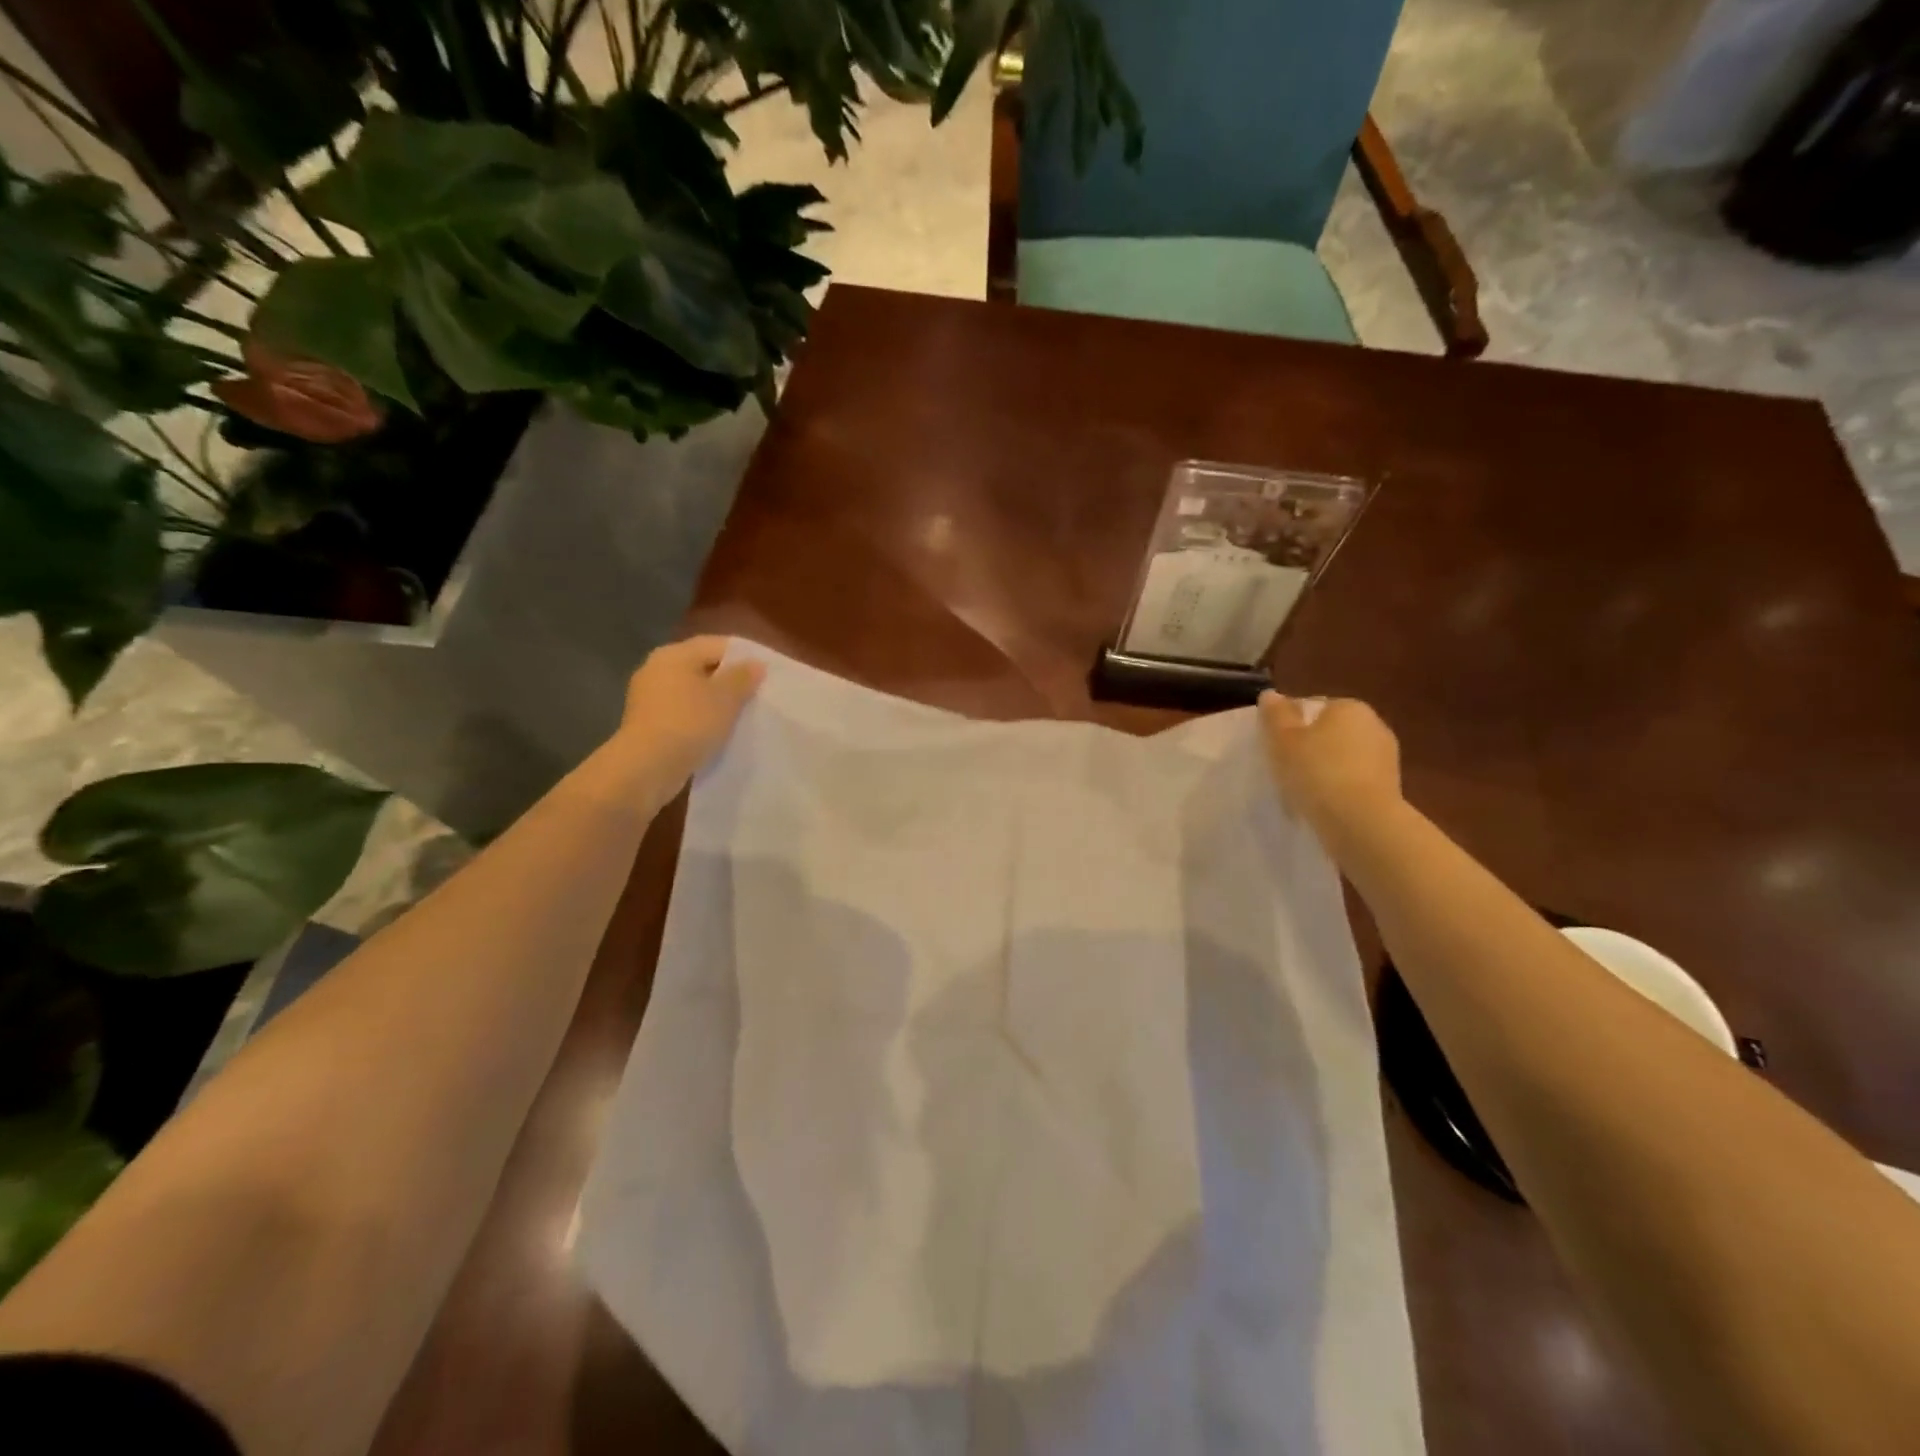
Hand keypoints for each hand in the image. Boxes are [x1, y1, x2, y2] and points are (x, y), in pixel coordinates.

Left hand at [602, 637, 764, 803]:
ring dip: (716, 701)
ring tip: (742, 714)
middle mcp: (657, 669)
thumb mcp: (725, 698)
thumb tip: (755, 664)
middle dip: (730, 679)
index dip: (744, 655)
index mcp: (674, 655)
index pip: (716, 644)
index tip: (767, 671)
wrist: (646, 768)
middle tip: (758, 693)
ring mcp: (649, 697)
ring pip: (692, 692)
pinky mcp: (648, 723)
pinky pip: (682, 712)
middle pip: (702, 666)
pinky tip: (718, 731)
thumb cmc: (689, 723)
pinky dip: (701, 718)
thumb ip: (742, 678)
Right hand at [1257, 692, 1401, 830]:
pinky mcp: (1390, 788)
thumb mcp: (1283, 740)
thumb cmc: (1317, 771)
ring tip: (1301, 791)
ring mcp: (1386, 758)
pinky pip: (1354, 781)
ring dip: (1325, 769)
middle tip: (1284, 767)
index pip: (1313, 707)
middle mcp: (1374, 725)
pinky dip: (1339, 789)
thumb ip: (1275, 714)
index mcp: (1349, 707)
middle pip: (1330, 732)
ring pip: (1343, 758)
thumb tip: (1270, 694)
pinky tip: (1322, 805)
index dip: (1290, 725)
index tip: (1274, 745)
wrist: (1361, 821)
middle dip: (1310, 746)